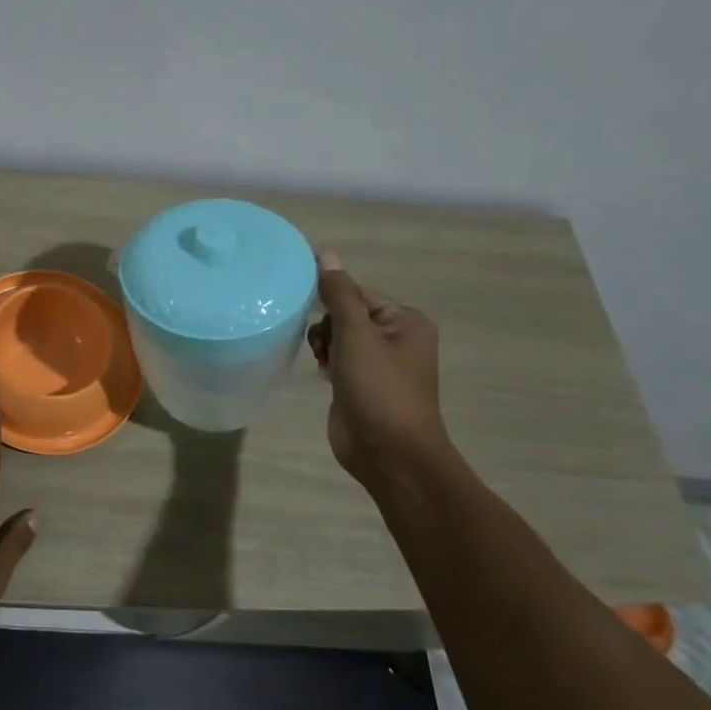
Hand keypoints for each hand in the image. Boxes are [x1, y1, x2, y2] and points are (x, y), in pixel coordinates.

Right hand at [307, 253, 449, 481]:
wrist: (389, 454)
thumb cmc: (379, 390)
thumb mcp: (357, 336)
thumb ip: (340, 295)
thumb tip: (327, 255)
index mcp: (405, 322)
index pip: (358, 292)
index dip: (330, 298)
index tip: (305, 306)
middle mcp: (395, 339)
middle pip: (346, 313)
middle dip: (327, 326)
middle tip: (324, 346)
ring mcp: (377, 364)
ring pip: (338, 336)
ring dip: (323, 344)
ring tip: (323, 362)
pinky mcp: (360, 384)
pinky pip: (336, 358)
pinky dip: (325, 361)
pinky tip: (321, 373)